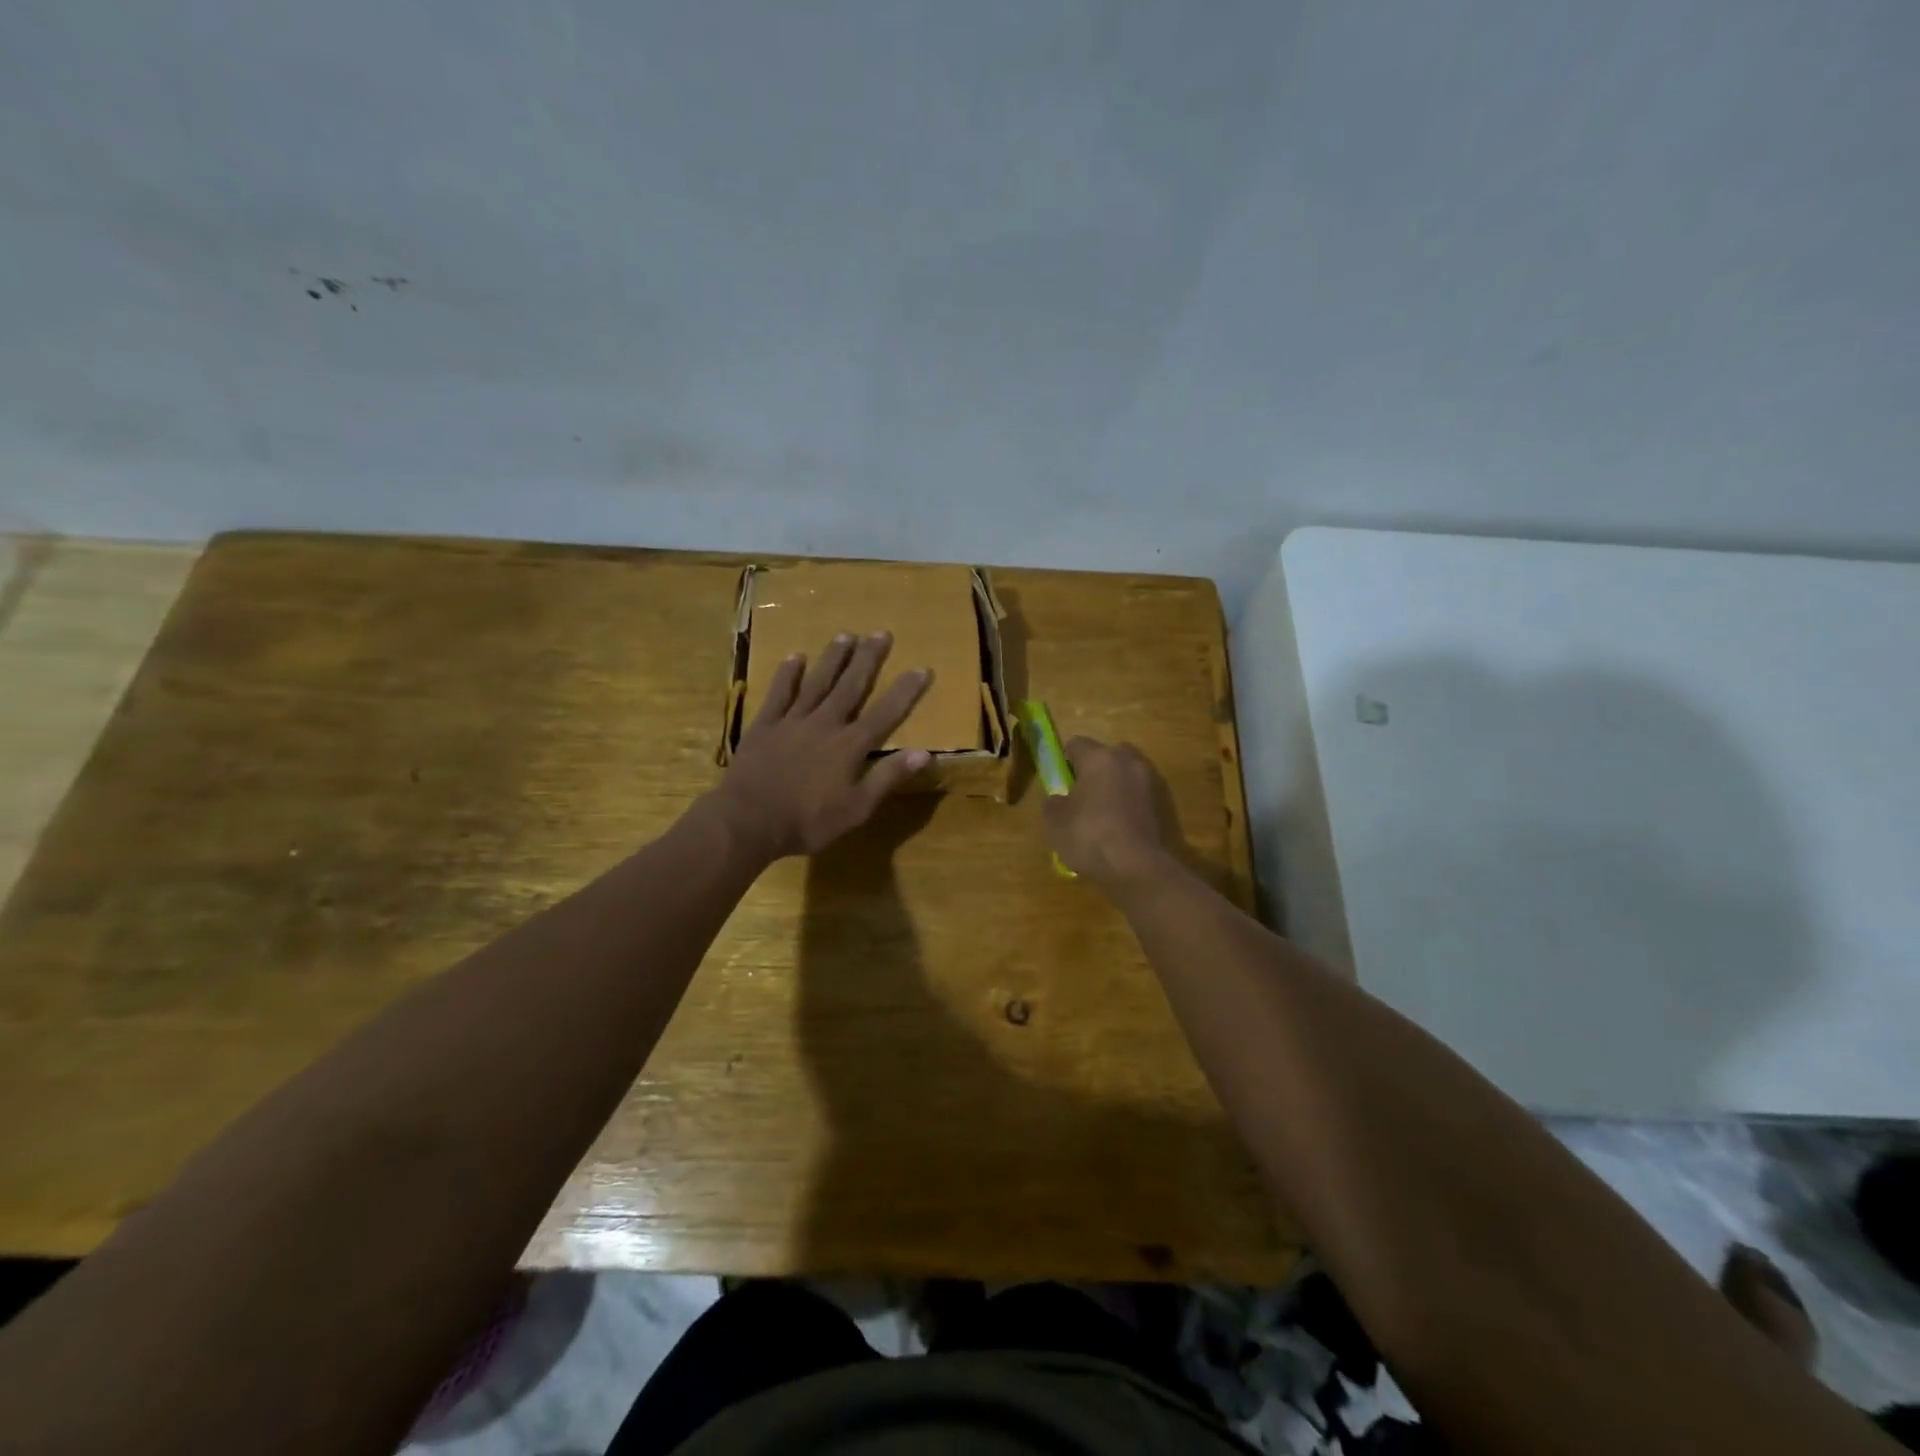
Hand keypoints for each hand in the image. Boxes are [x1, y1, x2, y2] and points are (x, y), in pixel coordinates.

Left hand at [709, 632, 931, 861]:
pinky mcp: (764, 725)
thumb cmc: (807, 821)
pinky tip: (796, 657)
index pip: (886, 713)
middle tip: (881, 633)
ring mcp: (792, 721)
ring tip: (846, 635)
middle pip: (851, 686)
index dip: (905, 691)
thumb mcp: (856, 809)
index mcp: (849, 746)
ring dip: (833, 658)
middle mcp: (824, 724)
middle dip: (868, 659)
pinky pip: (779, 693)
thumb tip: (924, 753)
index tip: (922, 667)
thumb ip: (887, 778)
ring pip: (817, 682)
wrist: (748, 821)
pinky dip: (788, 674)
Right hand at [1042, 737, 1176, 892]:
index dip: (1064, 760)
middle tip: (1080, 793)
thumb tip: (1059, 799)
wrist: (1135, 867)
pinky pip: (1136, 794)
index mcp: (1099, 758)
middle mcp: (1127, 761)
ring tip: (1099, 812)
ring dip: (1113, 785)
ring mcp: (1148, 781)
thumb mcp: (1055, 822)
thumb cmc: (1089, 836)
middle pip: (1106, 754)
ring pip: (1124, 773)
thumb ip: (1054, 803)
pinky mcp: (1161, 804)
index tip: (1059, 780)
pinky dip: (1127, 802)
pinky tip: (1116, 825)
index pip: (1076, 744)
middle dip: (1093, 768)